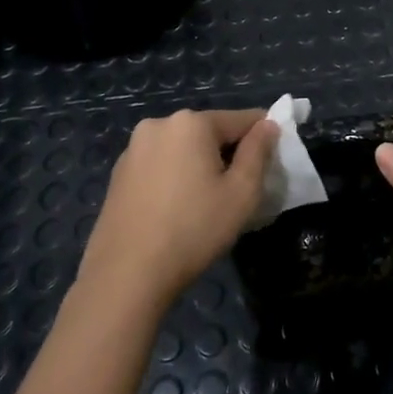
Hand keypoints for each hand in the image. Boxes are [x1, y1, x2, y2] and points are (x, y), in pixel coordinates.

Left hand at [80, 108, 278, 307]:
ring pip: (183, 149)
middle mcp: (159, 124)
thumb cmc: (194, 229)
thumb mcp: (241, 193)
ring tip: (206, 205)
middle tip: (239, 192)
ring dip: (200, 166)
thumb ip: (258, 152)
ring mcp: (133, 149)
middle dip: (228, 154)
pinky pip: (160, 165)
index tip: (273, 162)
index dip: (263, 137)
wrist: (127, 274)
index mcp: (191, 123)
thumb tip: (268, 124)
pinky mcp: (119, 173)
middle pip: (209, 132)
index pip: (241, 119)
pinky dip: (174, 178)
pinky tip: (176, 211)